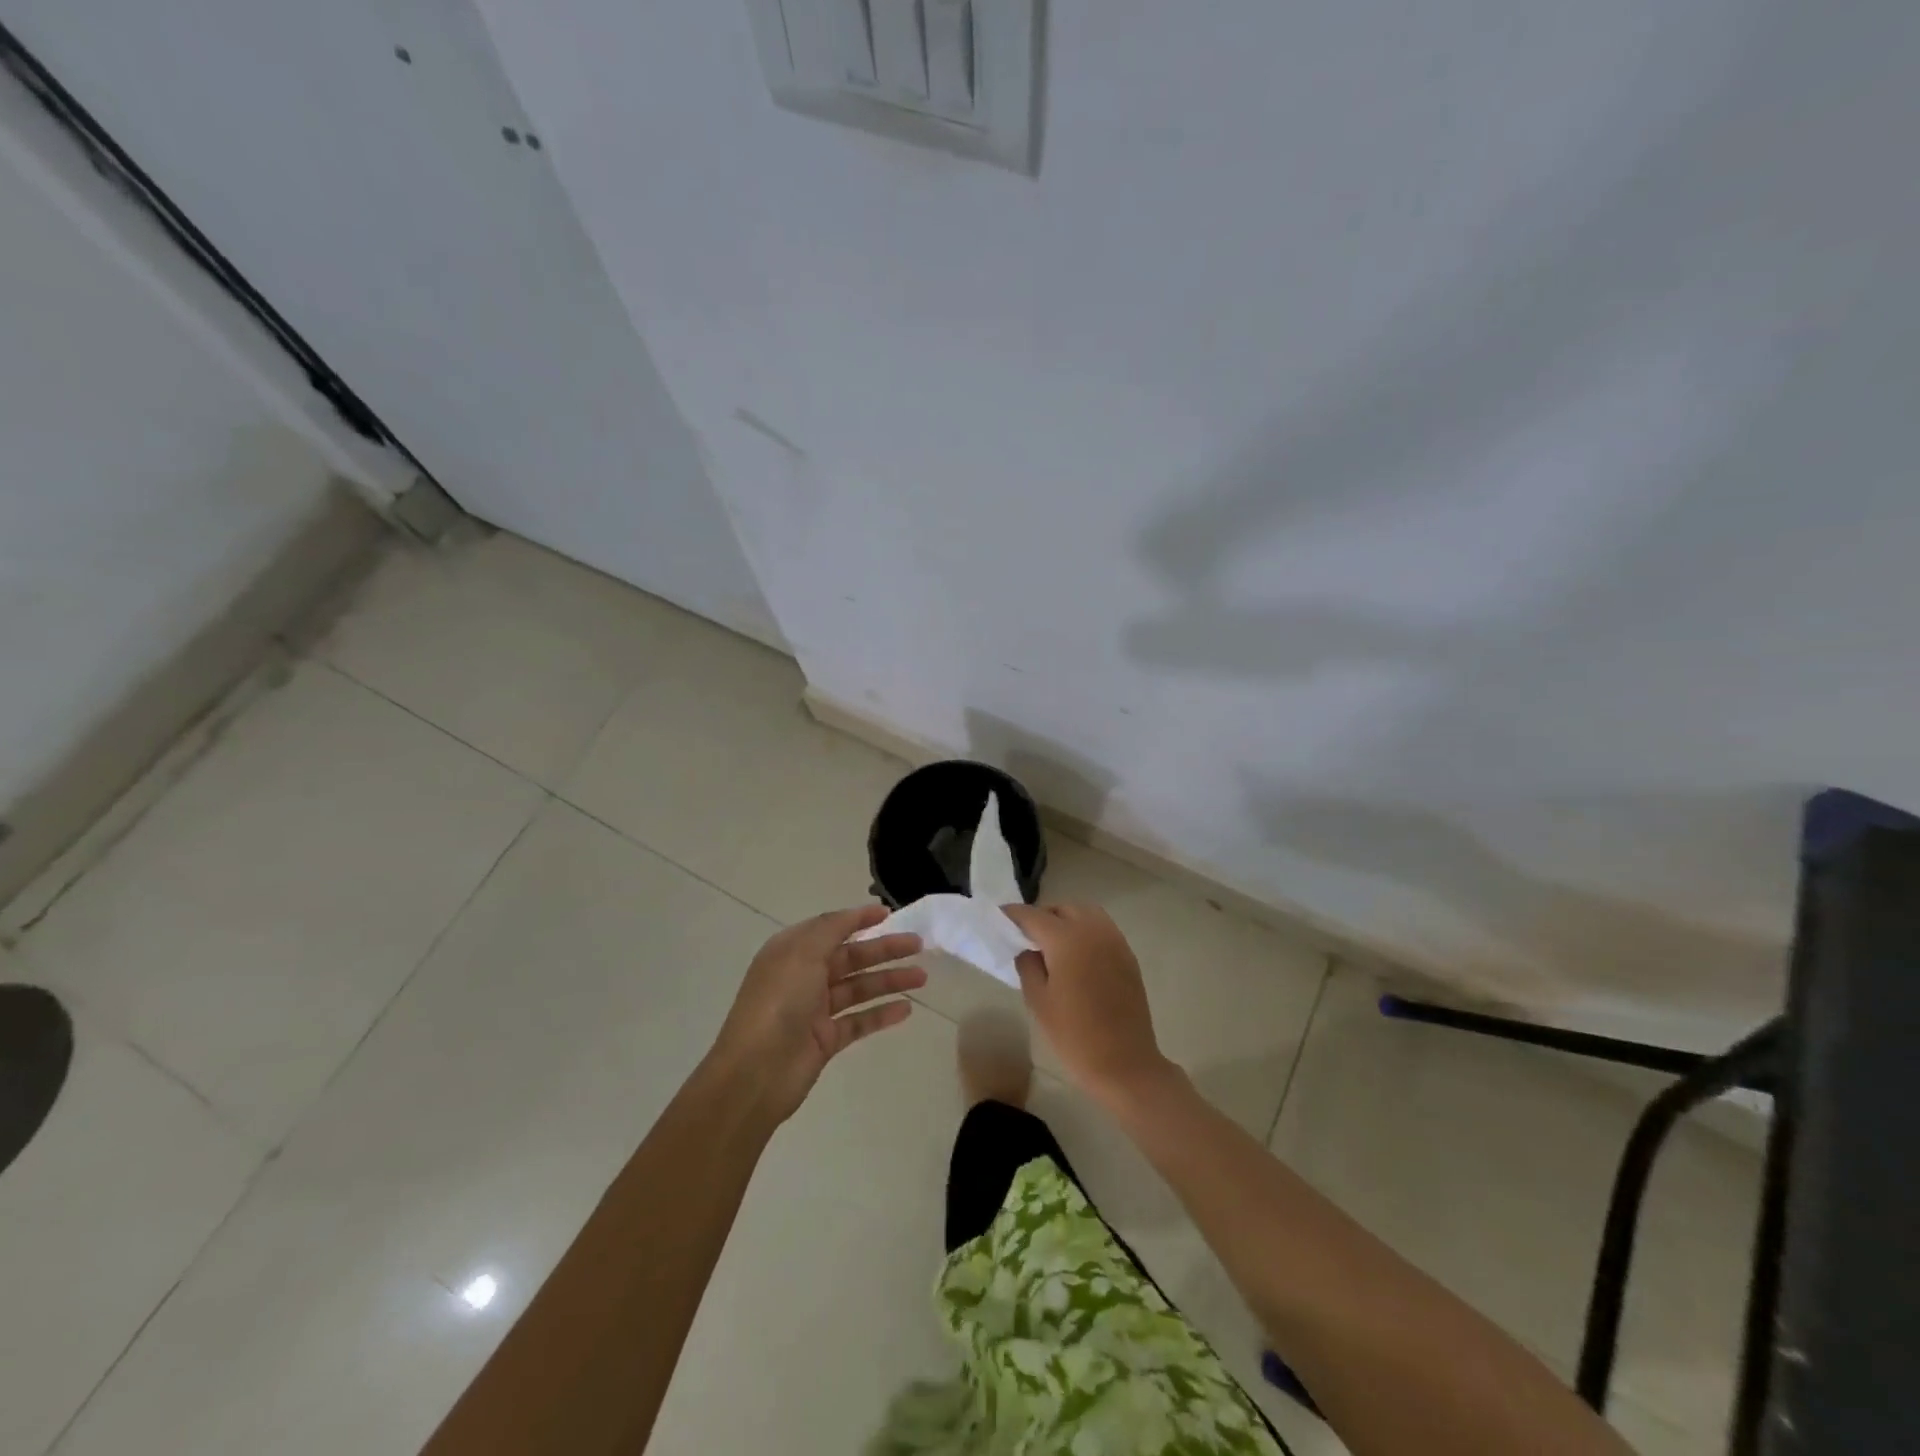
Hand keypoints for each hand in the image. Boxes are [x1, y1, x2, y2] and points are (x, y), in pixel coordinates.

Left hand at [709, 905, 925, 1123]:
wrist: (755, 1072)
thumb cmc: (778, 1002)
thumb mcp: (802, 953)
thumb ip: (831, 929)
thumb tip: (854, 914)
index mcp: (792, 951)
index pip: (831, 928)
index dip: (859, 919)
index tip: (889, 913)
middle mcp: (803, 976)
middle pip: (851, 957)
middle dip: (884, 949)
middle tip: (918, 944)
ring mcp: (814, 1010)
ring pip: (859, 988)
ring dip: (889, 980)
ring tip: (922, 977)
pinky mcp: (825, 1040)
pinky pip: (859, 1021)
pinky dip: (881, 1014)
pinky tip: (906, 1009)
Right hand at [1001, 902, 1173, 1106]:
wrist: (1125, 1064)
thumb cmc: (1075, 1035)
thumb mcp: (1038, 1001)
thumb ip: (1028, 965)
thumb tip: (1027, 949)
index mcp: (1067, 939)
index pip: (1033, 916)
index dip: (1013, 914)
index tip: (999, 917)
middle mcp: (1092, 930)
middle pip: (1061, 908)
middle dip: (1041, 916)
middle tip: (1025, 936)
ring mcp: (1114, 940)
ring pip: (1085, 912)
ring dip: (1065, 919)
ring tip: (1051, 942)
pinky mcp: (1127, 955)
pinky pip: (1101, 928)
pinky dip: (1085, 930)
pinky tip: (1076, 954)